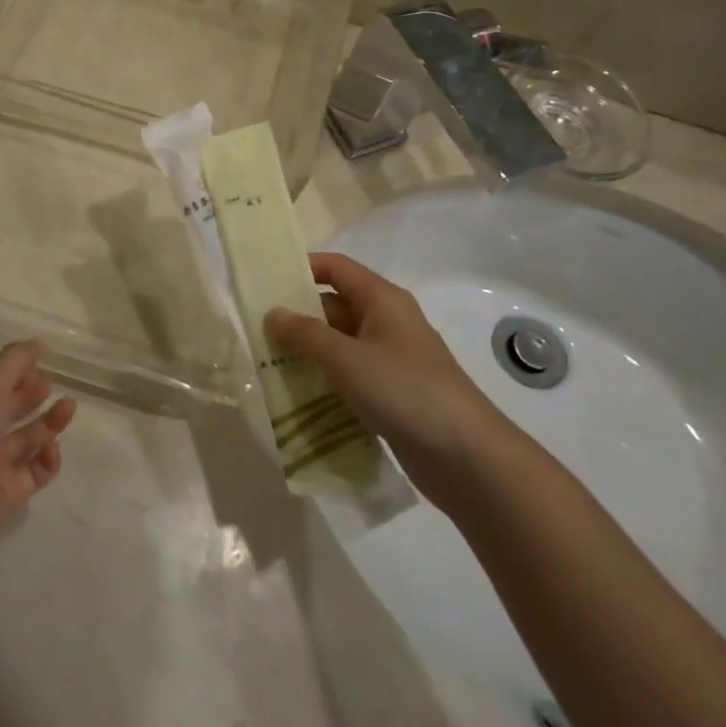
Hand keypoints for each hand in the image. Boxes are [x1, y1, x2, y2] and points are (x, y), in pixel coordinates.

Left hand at [0, 342, 75, 567]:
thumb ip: (16, 360)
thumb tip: (39, 342)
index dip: (17, 372)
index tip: (38, 364)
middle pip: (12, 409)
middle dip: (34, 395)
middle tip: (51, 386)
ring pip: (29, 438)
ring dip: (50, 422)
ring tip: (68, 408)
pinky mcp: (10, 492)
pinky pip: (36, 470)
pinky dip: (47, 458)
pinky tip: (51, 448)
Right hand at [266, 253, 513, 502]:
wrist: (467, 458)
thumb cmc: (405, 391)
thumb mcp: (347, 358)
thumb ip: (305, 334)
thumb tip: (273, 312)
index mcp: (382, 300)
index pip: (336, 268)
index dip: (303, 268)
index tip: (266, 280)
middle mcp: (387, 322)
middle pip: (335, 306)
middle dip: (298, 317)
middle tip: (258, 331)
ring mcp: (392, 359)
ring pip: (340, 344)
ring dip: (309, 353)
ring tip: (268, 365)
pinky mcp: (393, 393)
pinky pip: (351, 376)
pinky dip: (326, 381)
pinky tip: (299, 396)